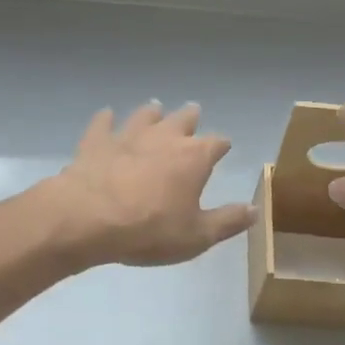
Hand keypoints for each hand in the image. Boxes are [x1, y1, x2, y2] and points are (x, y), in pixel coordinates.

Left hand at [42, 102, 254, 267]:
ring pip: (145, 116)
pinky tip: (107, 115)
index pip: (217, 143)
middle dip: (190, 118)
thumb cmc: (150, 230)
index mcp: (194, 157)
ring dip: (152, 112)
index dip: (222, 145)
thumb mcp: (197, 236)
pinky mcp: (96, 142)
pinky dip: (106, 119)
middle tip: (193, 113)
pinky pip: (103, 124)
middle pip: (182, 120)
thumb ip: (227, 221)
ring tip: (155, 108)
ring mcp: (128, 136)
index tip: (224, 147)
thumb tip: (254, 210)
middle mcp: (164, 138)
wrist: (89, 219)